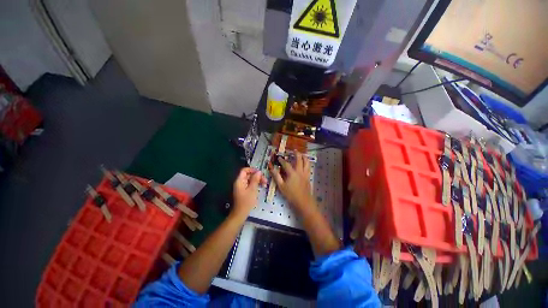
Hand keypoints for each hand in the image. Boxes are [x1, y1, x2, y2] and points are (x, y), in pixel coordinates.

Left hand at [232, 167, 266, 217]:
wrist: (240, 214)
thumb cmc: (246, 201)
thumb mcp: (252, 190)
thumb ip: (255, 180)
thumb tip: (259, 172)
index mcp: (240, 181)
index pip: (244, 170)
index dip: (252, 170)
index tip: (260, 172)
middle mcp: (240, 182)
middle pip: (248, 175)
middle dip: (257, 176)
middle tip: (265, 180)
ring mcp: (242, 187)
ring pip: (250, 180)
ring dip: (257, 180)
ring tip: (265, 183)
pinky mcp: (244, 191)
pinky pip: (250, 185)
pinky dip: (255, 184)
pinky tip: (261, 187)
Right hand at [269, 152, 313, 209]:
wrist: (303, 201)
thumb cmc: (291, 194)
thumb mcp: (281, 186)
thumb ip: (276, 176)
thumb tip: (271, 168)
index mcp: (292, 173)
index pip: (286, 164)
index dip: (282, 160)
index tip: (279, 157)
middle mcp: (300, 171)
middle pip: (299, 159)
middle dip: (296, 154)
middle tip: (294, 150)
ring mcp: (305, 174)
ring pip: (306, 162)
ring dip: (304, 157)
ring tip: (301, 154)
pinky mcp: (308, 177)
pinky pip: (309, 167)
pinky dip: (307, 163)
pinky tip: (305, 163)